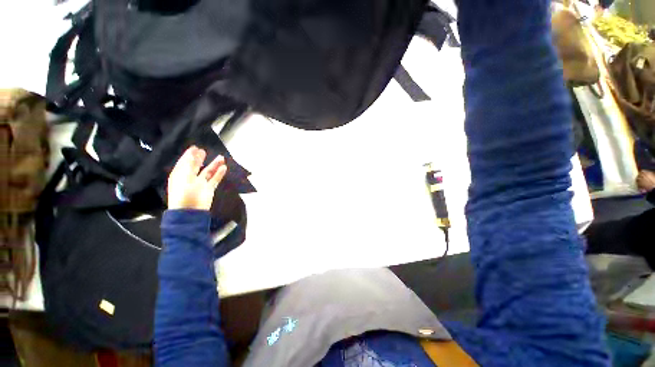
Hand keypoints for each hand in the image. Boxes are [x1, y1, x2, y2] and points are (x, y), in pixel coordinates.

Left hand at [167, 146, 227, 210]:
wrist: (189, 213)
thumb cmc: (182, 193)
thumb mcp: (183, 174)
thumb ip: (189, 163)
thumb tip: (193, 153)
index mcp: (180, 175)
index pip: (184, 162)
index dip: (189, 154)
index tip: (195, 147)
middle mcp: (189, 179)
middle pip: (195, 166)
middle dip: (199, 158)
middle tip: (203, 151)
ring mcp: (199, 185)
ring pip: (207, 172)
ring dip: (214, 164)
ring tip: (221, 157)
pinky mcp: (208, 191)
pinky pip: (214, 180)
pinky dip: (219, 173)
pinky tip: (224, 167)